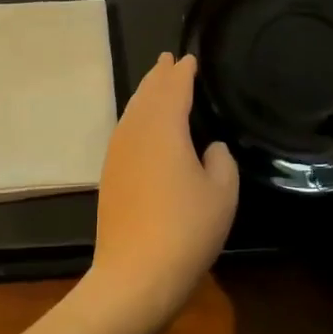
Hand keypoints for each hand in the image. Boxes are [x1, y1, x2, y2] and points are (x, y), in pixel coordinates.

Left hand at [81, 53, 238, 333]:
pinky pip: (125, 129)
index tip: (190, 57)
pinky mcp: (110, 174)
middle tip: (169, 59)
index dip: (183, 72)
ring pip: (132, 110)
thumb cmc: (186, 229)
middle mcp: (136, 131)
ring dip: (146, 93)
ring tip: (156, 82)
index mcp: (164, 126)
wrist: (134, 275)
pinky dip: (136, 116)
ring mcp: (117, 153)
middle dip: (159, 75)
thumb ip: (221, 160)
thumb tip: (210, 147)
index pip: (174, 88)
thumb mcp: (222, 193)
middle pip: (148, 93)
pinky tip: (142, 125)